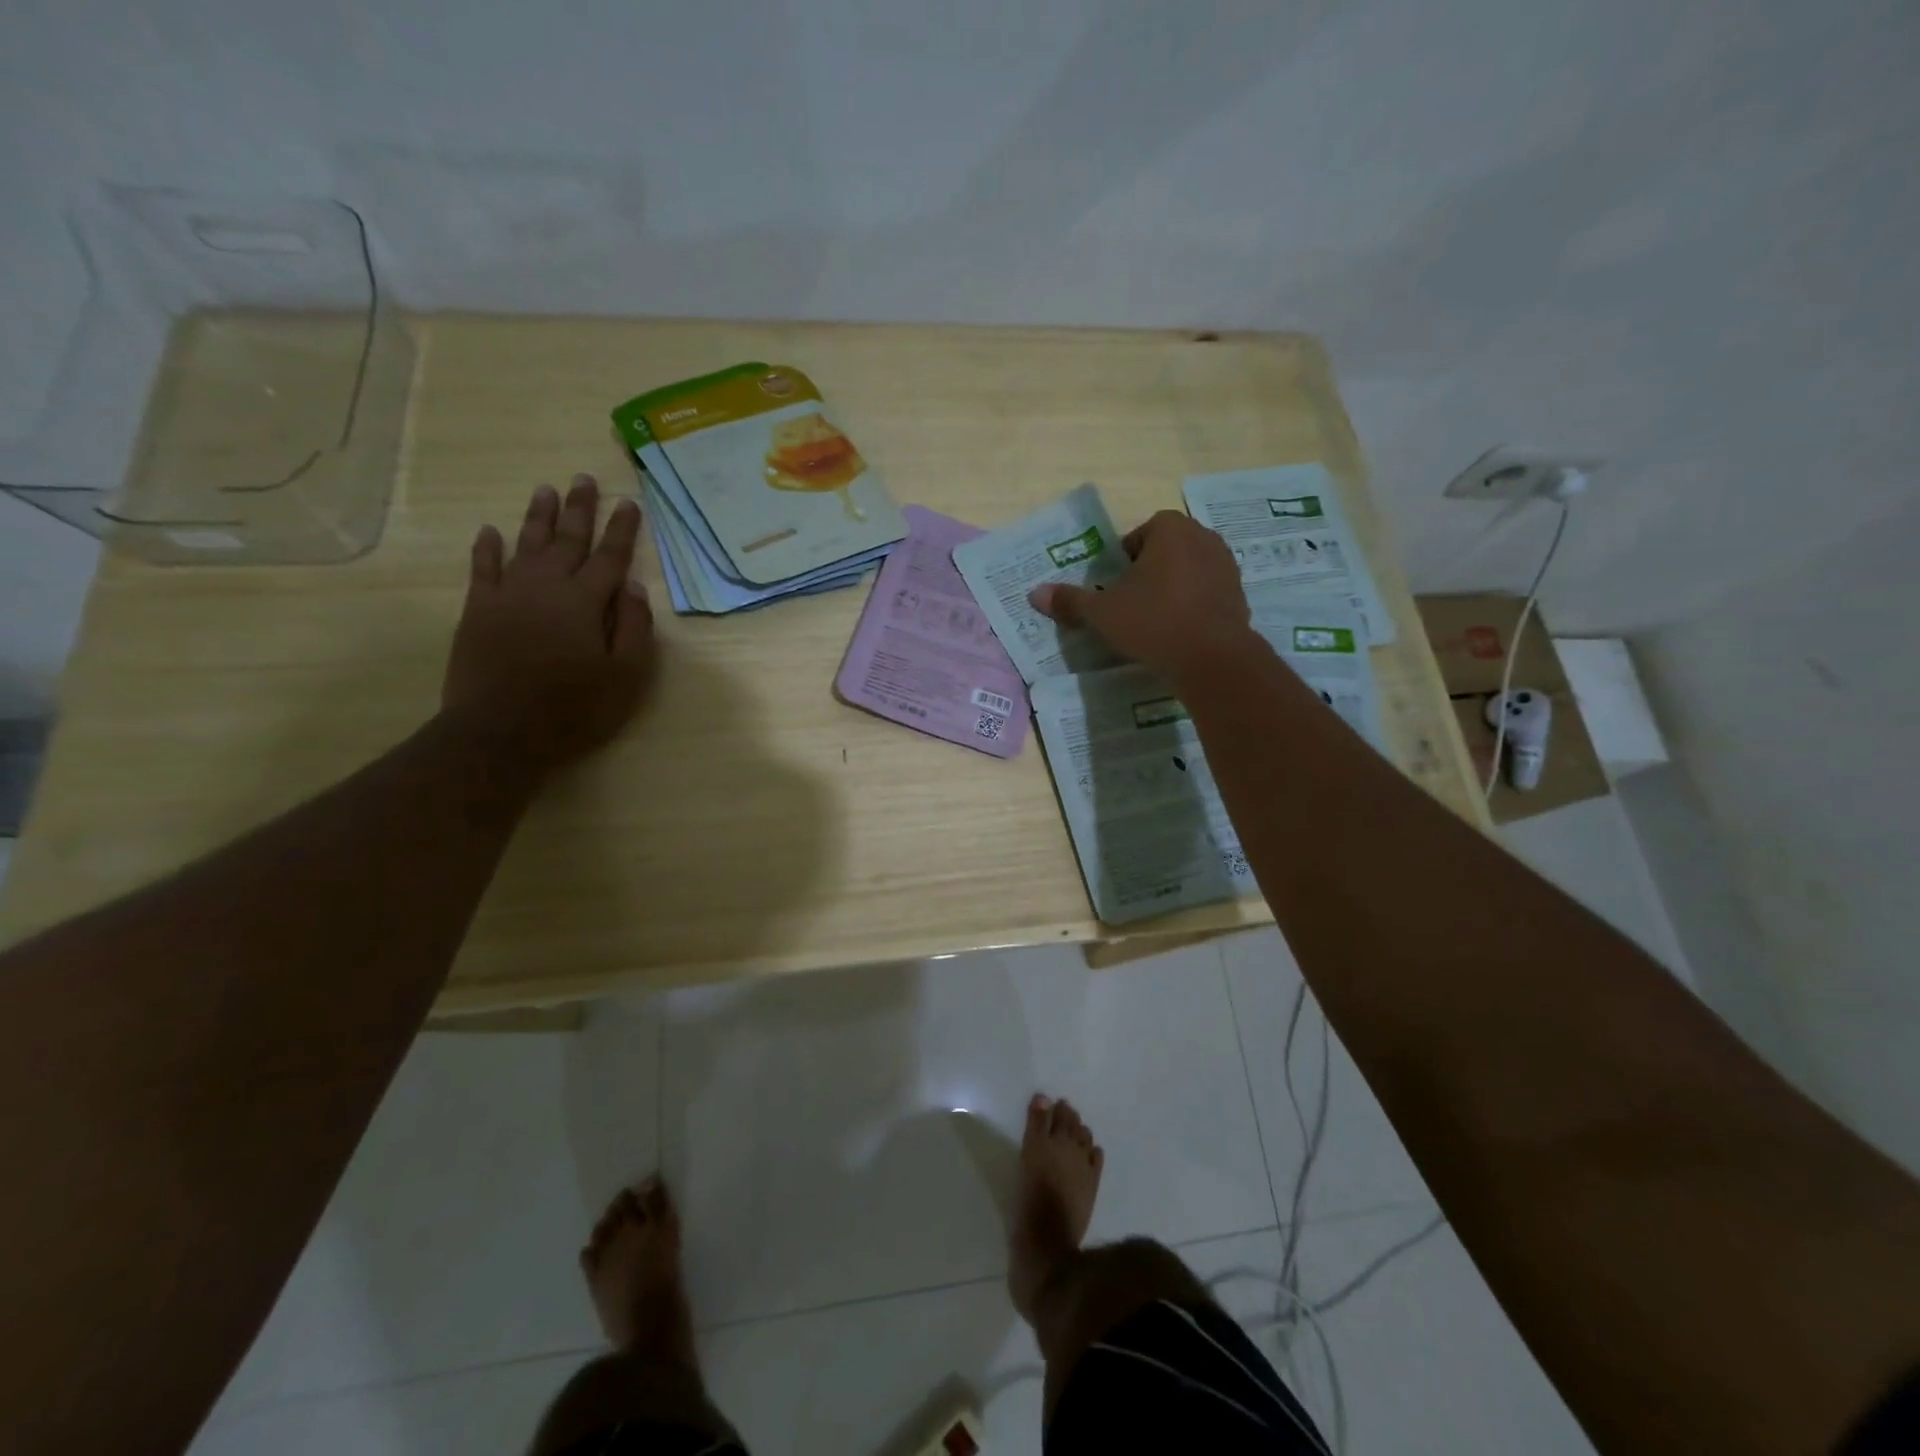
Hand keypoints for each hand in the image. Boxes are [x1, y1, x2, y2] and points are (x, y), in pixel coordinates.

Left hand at [443, 474, 655, 770]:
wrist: (501, 731)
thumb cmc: (574, 708)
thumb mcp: (626, 676)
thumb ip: (634, 628)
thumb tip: (633, 588)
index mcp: (585, 602)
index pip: (609, 557)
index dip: (621, 530)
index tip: (629, 503)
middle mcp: (547, 587)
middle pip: (567, 540)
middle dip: (580, 509)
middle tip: (584, 479)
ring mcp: (508, 596)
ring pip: (527, 545)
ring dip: (538, 517)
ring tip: (546, 489)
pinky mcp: (478, 611)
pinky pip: (483, 569)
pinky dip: (486, 549)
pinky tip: (490, 531)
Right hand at [1029, 510, 1252, 679]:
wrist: (1213, 658)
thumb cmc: (1153, 622)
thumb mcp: (1103, 613)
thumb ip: (1071, 601)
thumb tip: (1034, 594)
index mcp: (1170, 529)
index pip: (1137, 536)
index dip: (1122, 562)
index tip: (1114, 589)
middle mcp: (1202, 536)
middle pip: (1164, 551)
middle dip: (1147, 573)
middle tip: (1130, 605)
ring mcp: (1226, 564)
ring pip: (1186, 571)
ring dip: (1170, 589)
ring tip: (1153, 620)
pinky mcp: (1239, 592)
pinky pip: (1205, 591)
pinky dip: (1192, 605)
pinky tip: (1179, 631)